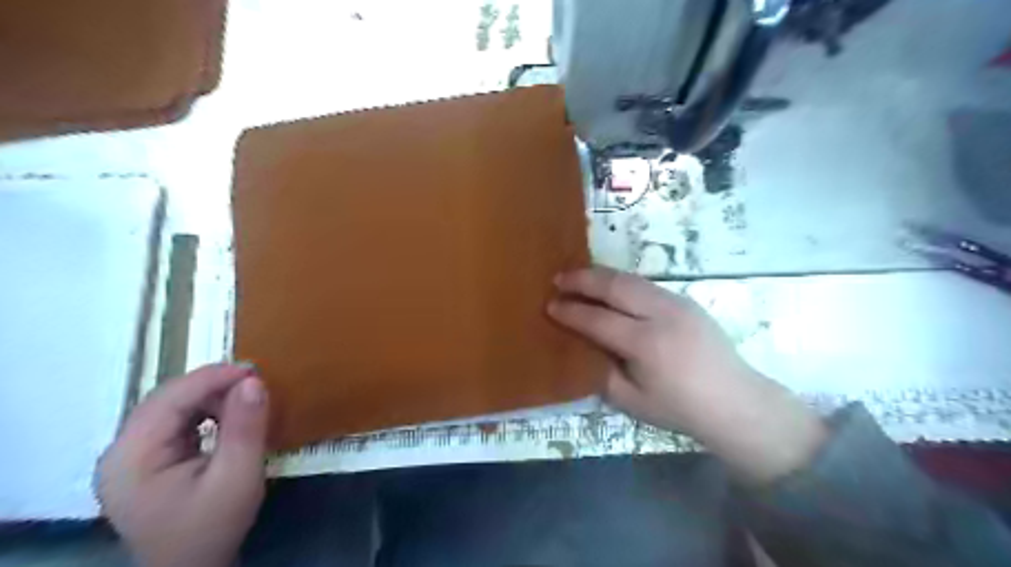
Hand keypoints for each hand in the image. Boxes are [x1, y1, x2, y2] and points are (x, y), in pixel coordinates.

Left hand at [94, 364, 267, 565]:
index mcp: (131, 457)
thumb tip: (253, 381)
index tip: (254, 370)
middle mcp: (120, 452)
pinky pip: (175, 422)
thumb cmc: (212, 527)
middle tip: (256, 383)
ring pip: (171, 407)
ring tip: (246, 398)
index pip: (169, 399)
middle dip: (212, 386)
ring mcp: (130, 457)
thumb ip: (245, 428)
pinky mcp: (145, 461)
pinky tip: (228, 417)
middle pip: (166, 400)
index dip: (211, 378)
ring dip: (210, 397)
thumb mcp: (237, 478)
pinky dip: (204, 412)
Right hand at [550, 268, 823, 484]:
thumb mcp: (631, 401)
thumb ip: (601, 371)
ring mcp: (677, 302)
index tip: (550, 305)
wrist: (735, 401)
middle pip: (614, 286)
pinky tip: (610, 288)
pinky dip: (621, 282)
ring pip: (630, 279)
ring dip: (601, 275)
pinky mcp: (686, 300)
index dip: (571, 312)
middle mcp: (661, 314)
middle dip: (582, 280)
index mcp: (646, 344)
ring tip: (578, 277)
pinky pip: (645, 284)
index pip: (597, 319)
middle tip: (558, 279)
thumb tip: (582, 345)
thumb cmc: (679, 409)